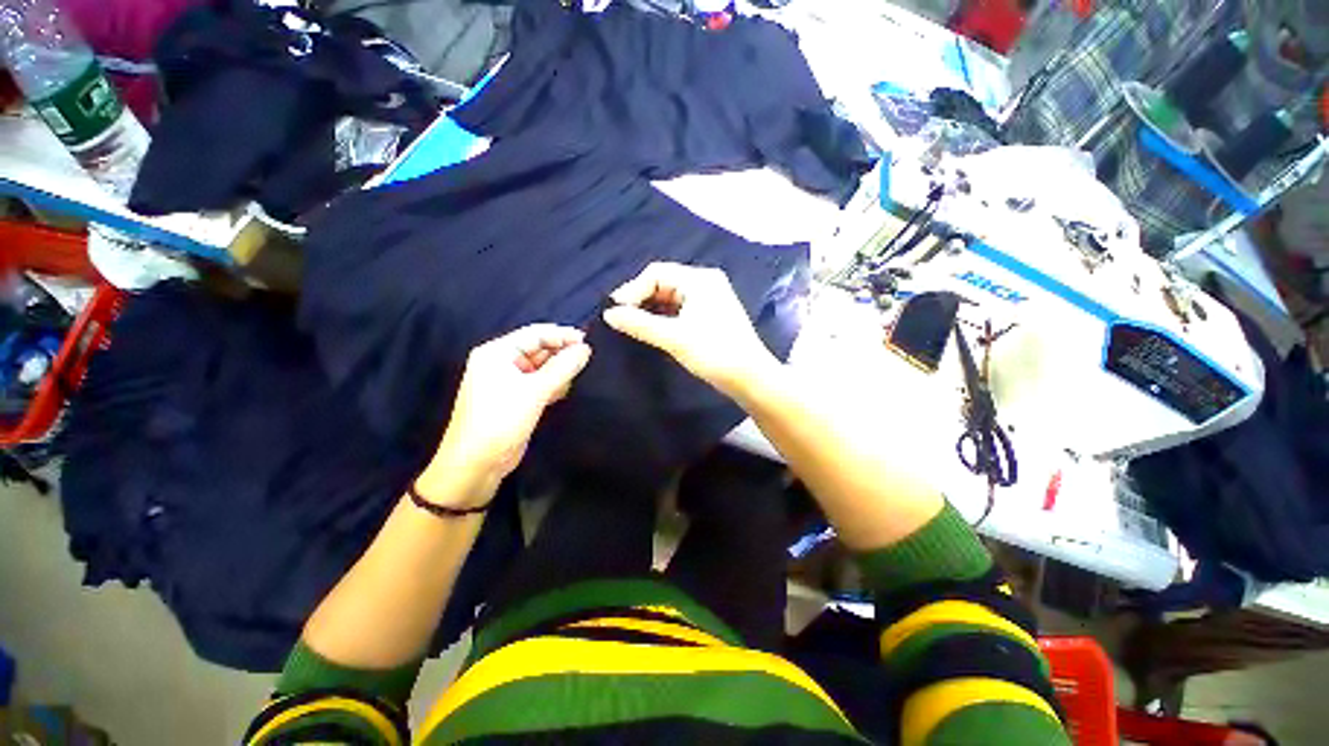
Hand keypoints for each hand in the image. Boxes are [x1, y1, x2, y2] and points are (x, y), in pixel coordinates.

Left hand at [420, 325, 591, 504]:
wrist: (476, 463)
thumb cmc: (501, 420)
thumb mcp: (535, 391)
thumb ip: (563, 367)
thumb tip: (585, 349)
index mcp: (497, 352)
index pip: (535, 334)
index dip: (562, 335)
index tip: (588, 340)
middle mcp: (501, 363)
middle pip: (538, 349)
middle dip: (562, 353)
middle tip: (588, 358)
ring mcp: (508, 382)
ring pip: (541, 367)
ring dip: (559, 370)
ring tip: (580, 374)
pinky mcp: (516, 399)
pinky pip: (539, 383)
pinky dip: (553, 384)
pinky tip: (566, 390)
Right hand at [602, 262, 778, 397]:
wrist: (750, 378)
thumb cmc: (714, 353)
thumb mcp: (674, 338)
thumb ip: (639, 324)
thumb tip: (609, 314)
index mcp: (700, 279)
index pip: (656, 274)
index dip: (632, 290)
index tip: (615, 311)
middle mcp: (705, 283)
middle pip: (663, 283)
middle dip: (641, 299)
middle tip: (622, 319)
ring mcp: (710, 298)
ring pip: (671, 297)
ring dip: (651, 309)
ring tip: (633, 325)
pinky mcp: (711, 315)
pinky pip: (680, 308)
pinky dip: (664, 317)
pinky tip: (653, 329)